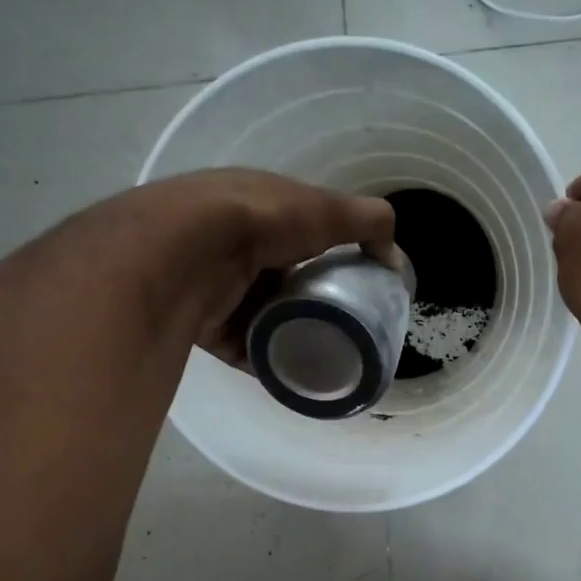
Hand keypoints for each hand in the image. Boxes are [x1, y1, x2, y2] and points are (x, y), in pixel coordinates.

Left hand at [111, 169, 397, 363]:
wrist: (186, 252)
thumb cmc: (259, 220)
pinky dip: (267, 360)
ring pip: (262, 315)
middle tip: (342, 323)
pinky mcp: (205, 324)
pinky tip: (293, 373)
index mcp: (257, 207)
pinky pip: (243, 347)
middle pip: (281, 278)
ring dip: (289, 332)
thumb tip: (394, 258)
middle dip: (310, 299)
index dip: (326, 253)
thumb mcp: (326, 210)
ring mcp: (215, 284)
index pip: (298, 232)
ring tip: (323, 352)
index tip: (352, 281)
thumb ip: (368, 223)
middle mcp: (232, 244)